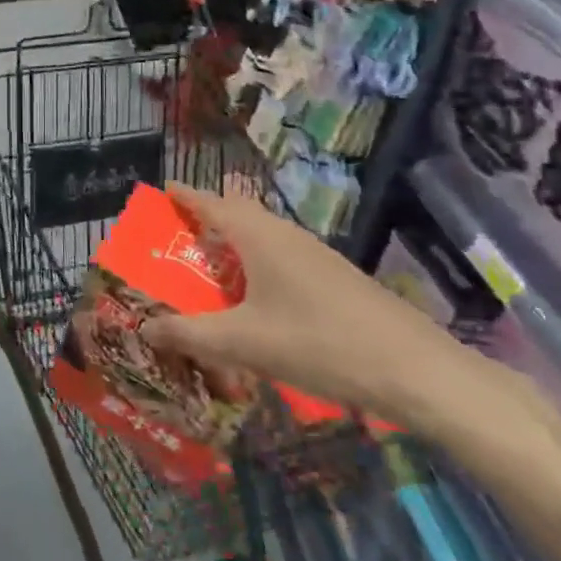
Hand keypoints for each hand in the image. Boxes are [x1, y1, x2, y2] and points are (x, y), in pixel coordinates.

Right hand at [139, 183, 477, 426]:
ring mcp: (316, 255)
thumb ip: (189, 334)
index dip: (185, 196)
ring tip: (210, 272)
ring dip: (234, 246)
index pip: (212, 203)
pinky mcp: (335, 278)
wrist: (415, 370)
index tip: (162, 191)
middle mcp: (285, 235)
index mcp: (258, 237)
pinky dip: (258, 266)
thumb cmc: (318, 343)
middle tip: (179, 237)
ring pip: (263, 237)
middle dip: (207, 218)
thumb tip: (145, 329)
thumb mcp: (242, 343)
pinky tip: (257, 302)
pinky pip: (283, 257)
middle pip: (239, 214)